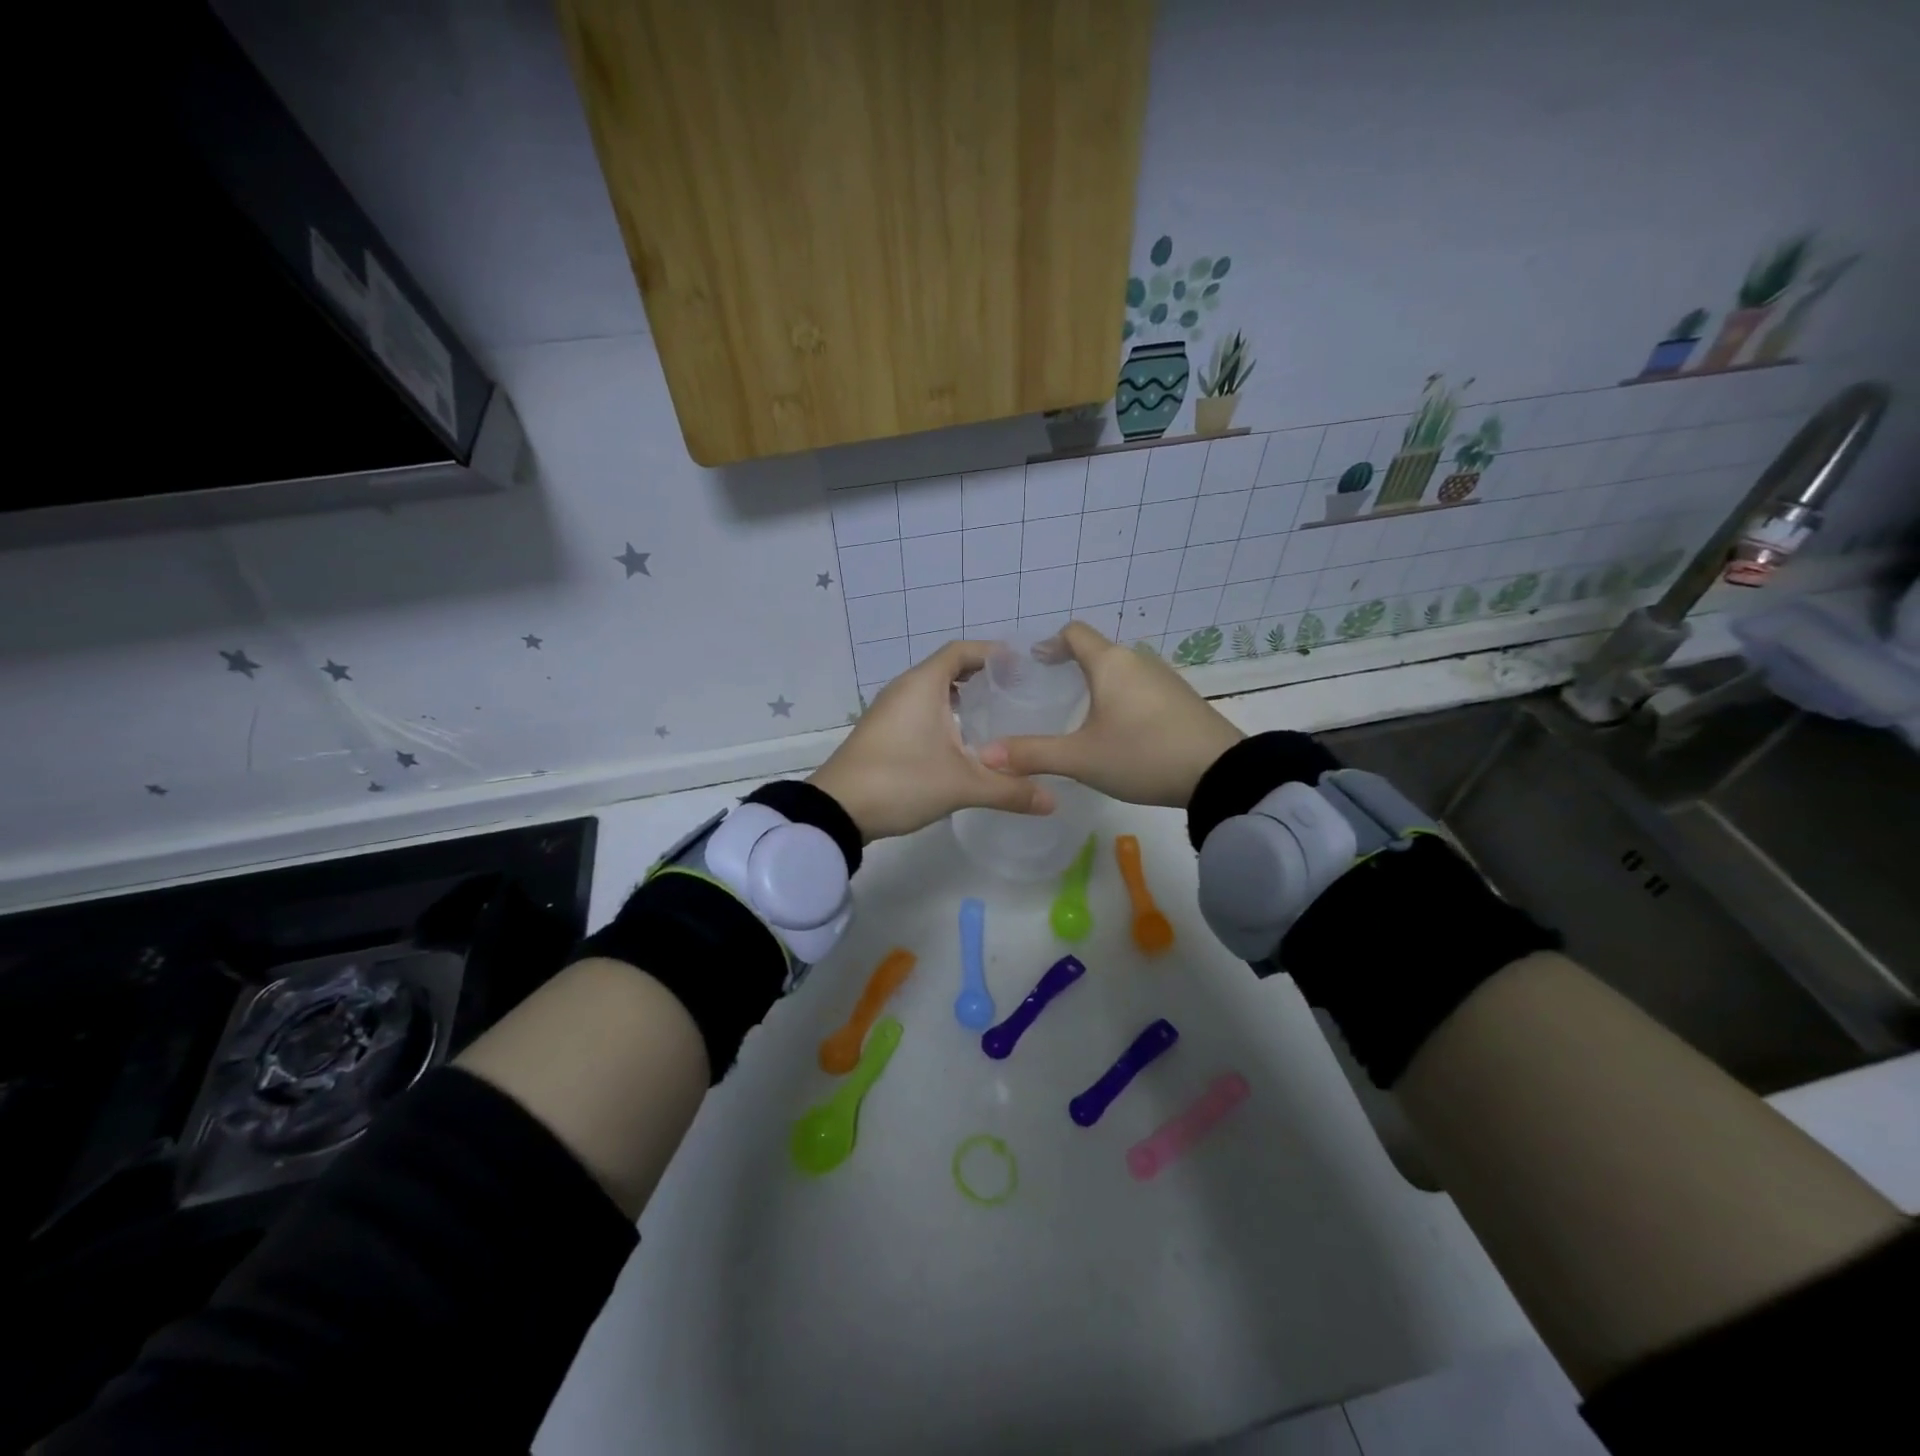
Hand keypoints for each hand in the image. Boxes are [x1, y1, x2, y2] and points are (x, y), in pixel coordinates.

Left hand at [809, 641, 1053, 840]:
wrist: (837, 810)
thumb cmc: (901, 781)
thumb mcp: (962, 785)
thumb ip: (1010, 789)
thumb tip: (1053, 801)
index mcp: (923, 685)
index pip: (961, 651)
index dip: (992, 653)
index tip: (1022, 665)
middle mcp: (904, 689)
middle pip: (947, 668)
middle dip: (981, 676)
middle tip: (1016, 693)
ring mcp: (888, 711)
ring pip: (931, 691)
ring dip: (960, 697)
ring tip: (995, 716)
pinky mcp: (881, 732)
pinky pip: (918, 710)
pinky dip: (943, 714)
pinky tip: (961, 742)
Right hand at [977, 621, 1242, 807]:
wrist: (1219, 773)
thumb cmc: (1142, 754)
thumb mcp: (1080, 758)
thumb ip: (1032, 754)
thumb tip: (986, 755)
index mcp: (1110, 663)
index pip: (1074, 633)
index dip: (1050, 643)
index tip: (1034, 663)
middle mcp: (1137, 660)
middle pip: (1098, 651)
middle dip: (1072, 667)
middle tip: (1051, 694)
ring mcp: (1165, 679)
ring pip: (1121, 671)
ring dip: (1099, 684)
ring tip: (1082, 715)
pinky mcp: (1182, 699)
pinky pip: (1141, 688)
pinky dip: (1123, 698)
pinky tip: (1120, 730)